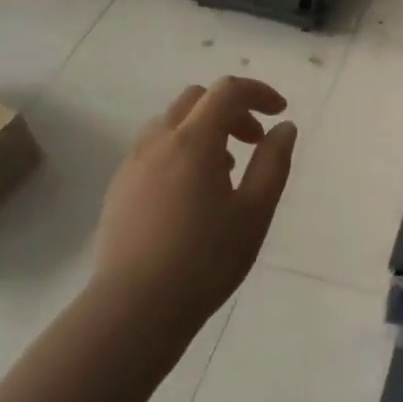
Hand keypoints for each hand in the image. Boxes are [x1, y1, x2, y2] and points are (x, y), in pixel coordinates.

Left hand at [92, 77, 298, 337]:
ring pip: (171, 123)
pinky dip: (180, 150)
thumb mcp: (255, 212)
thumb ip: (273, 162)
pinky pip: (153, 149)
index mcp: (193, 141)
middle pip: (196, 100)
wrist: (133, 310)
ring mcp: (132, 164)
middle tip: (253, 140)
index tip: (279, 113)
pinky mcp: (119, 189)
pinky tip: (192, 193)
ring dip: (203, 129)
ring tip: (224, 169)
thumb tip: (284, 128)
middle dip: (230, 109)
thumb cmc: (205, 260)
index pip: (227, 91)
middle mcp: (158, 142)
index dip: (259, 93)